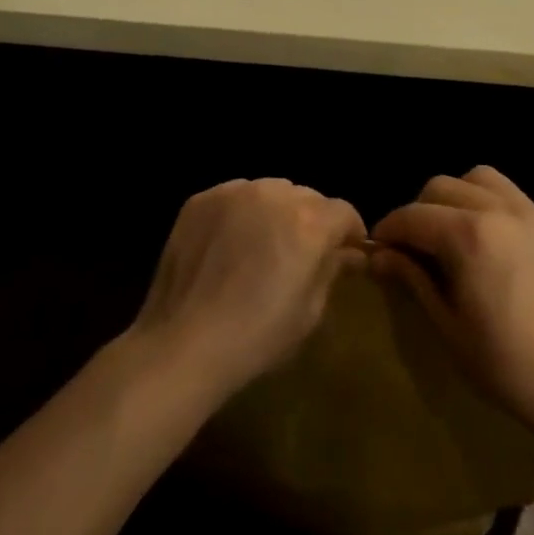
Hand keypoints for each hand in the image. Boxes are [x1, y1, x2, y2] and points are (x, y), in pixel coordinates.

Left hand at [131, 179, 365, 400]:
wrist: (184, 344)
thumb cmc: (257, 337)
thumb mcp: (310, 311)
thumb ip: (332, 270)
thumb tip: (348, 253)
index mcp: (309, 222)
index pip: (343, 211)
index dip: (349, 232)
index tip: (346, 252)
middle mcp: (274, 194)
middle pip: (307, 197)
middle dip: (312, 220)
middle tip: (302, 252)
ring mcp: (234, 192)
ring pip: (270, 190)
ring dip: (276, 212)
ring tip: (263, 244)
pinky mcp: (201, 199)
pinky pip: (235, 196)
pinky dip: (241, 213)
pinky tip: (230, 244)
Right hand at [370, 166, 533, 439]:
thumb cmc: (507, 367)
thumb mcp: (448, 327)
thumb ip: (412, 280)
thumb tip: (379, 255)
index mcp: (469, 236)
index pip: (413, 216)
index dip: (388, 229)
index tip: (378, 249)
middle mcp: (501, 211)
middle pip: (443, 187)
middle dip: (420, 211)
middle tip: (415, 247)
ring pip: (482, 179)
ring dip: (458, 197)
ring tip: (455, 234)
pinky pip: (516, 199)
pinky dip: (493, 207)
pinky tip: (495, 247)